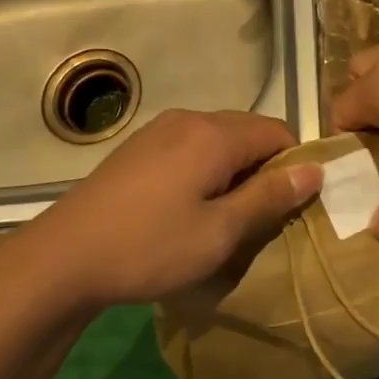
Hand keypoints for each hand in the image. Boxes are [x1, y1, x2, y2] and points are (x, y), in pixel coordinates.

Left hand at [16, 109, 322, 309]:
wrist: (63, 258)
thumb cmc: (150, 247)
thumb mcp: (220, 231)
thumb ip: (269, 196)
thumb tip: (315, 170)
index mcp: (213, 134)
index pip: (278, 131)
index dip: (295, 165)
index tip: (292, 207)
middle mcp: (188, 119)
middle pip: (248, 131)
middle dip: (265, 168)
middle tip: (262, 217)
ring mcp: (157, 131)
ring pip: (218, 140)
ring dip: (234, 171)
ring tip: (227, 217)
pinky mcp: (137, 149)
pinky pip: (190, 148)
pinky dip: (206, 170)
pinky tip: (190, 208)